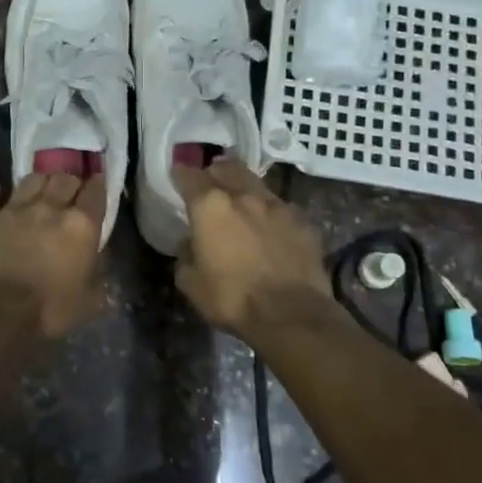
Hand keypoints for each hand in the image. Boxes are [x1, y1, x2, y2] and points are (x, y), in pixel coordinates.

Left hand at [0, 173, 106, 338]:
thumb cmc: (48, 310)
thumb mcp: (88, 300)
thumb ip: (96, 274)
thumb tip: (98, 260)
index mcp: (80, 226)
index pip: (95, 193)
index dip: (98, 184)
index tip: (97, 182)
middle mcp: (48, 208)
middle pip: (63, 179)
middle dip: (69, 181)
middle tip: (69, 189)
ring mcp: (12, 209)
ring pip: (30, 180)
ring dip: (38, 182)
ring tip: (38, 188)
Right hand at [173, 158, 331, 339]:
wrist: (291, 314)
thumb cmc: (232, 298)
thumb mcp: (191, 283)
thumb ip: (186, 255)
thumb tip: (191, 243)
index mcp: (211, 206)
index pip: (189, 175)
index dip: (181, 172)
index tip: (178, 173)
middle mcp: (244, 196)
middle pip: (227, 168)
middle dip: (216, 170)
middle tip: (211, 179)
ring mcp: (278, 206)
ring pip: (257, 184)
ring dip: (245, 188)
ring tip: (241, 200)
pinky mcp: (303, 222)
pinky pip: (282, 209)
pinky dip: (271, 213)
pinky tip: (271, 227)